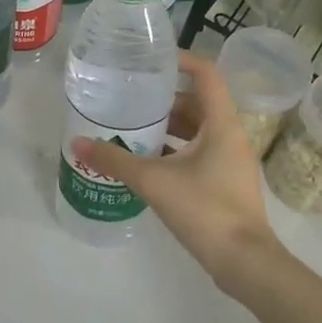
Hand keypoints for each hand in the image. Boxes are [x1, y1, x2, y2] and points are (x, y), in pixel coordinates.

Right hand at [72, 50, 280, 288]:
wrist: (244, 262)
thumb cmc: (205, 210)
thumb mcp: (154, 181)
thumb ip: (114, 161)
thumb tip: (77, 143)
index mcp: (221, 123)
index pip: (206, 74)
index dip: (181, 60)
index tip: (150, 60)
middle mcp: (230, 135)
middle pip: (197, 103)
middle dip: (164, 99)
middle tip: (129, 97)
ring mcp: (230, 160)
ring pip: (196, 130)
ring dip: (167, 127)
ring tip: (131, 128)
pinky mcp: (224, 182)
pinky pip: (197, 153)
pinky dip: (173, 150)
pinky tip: (146, 162)